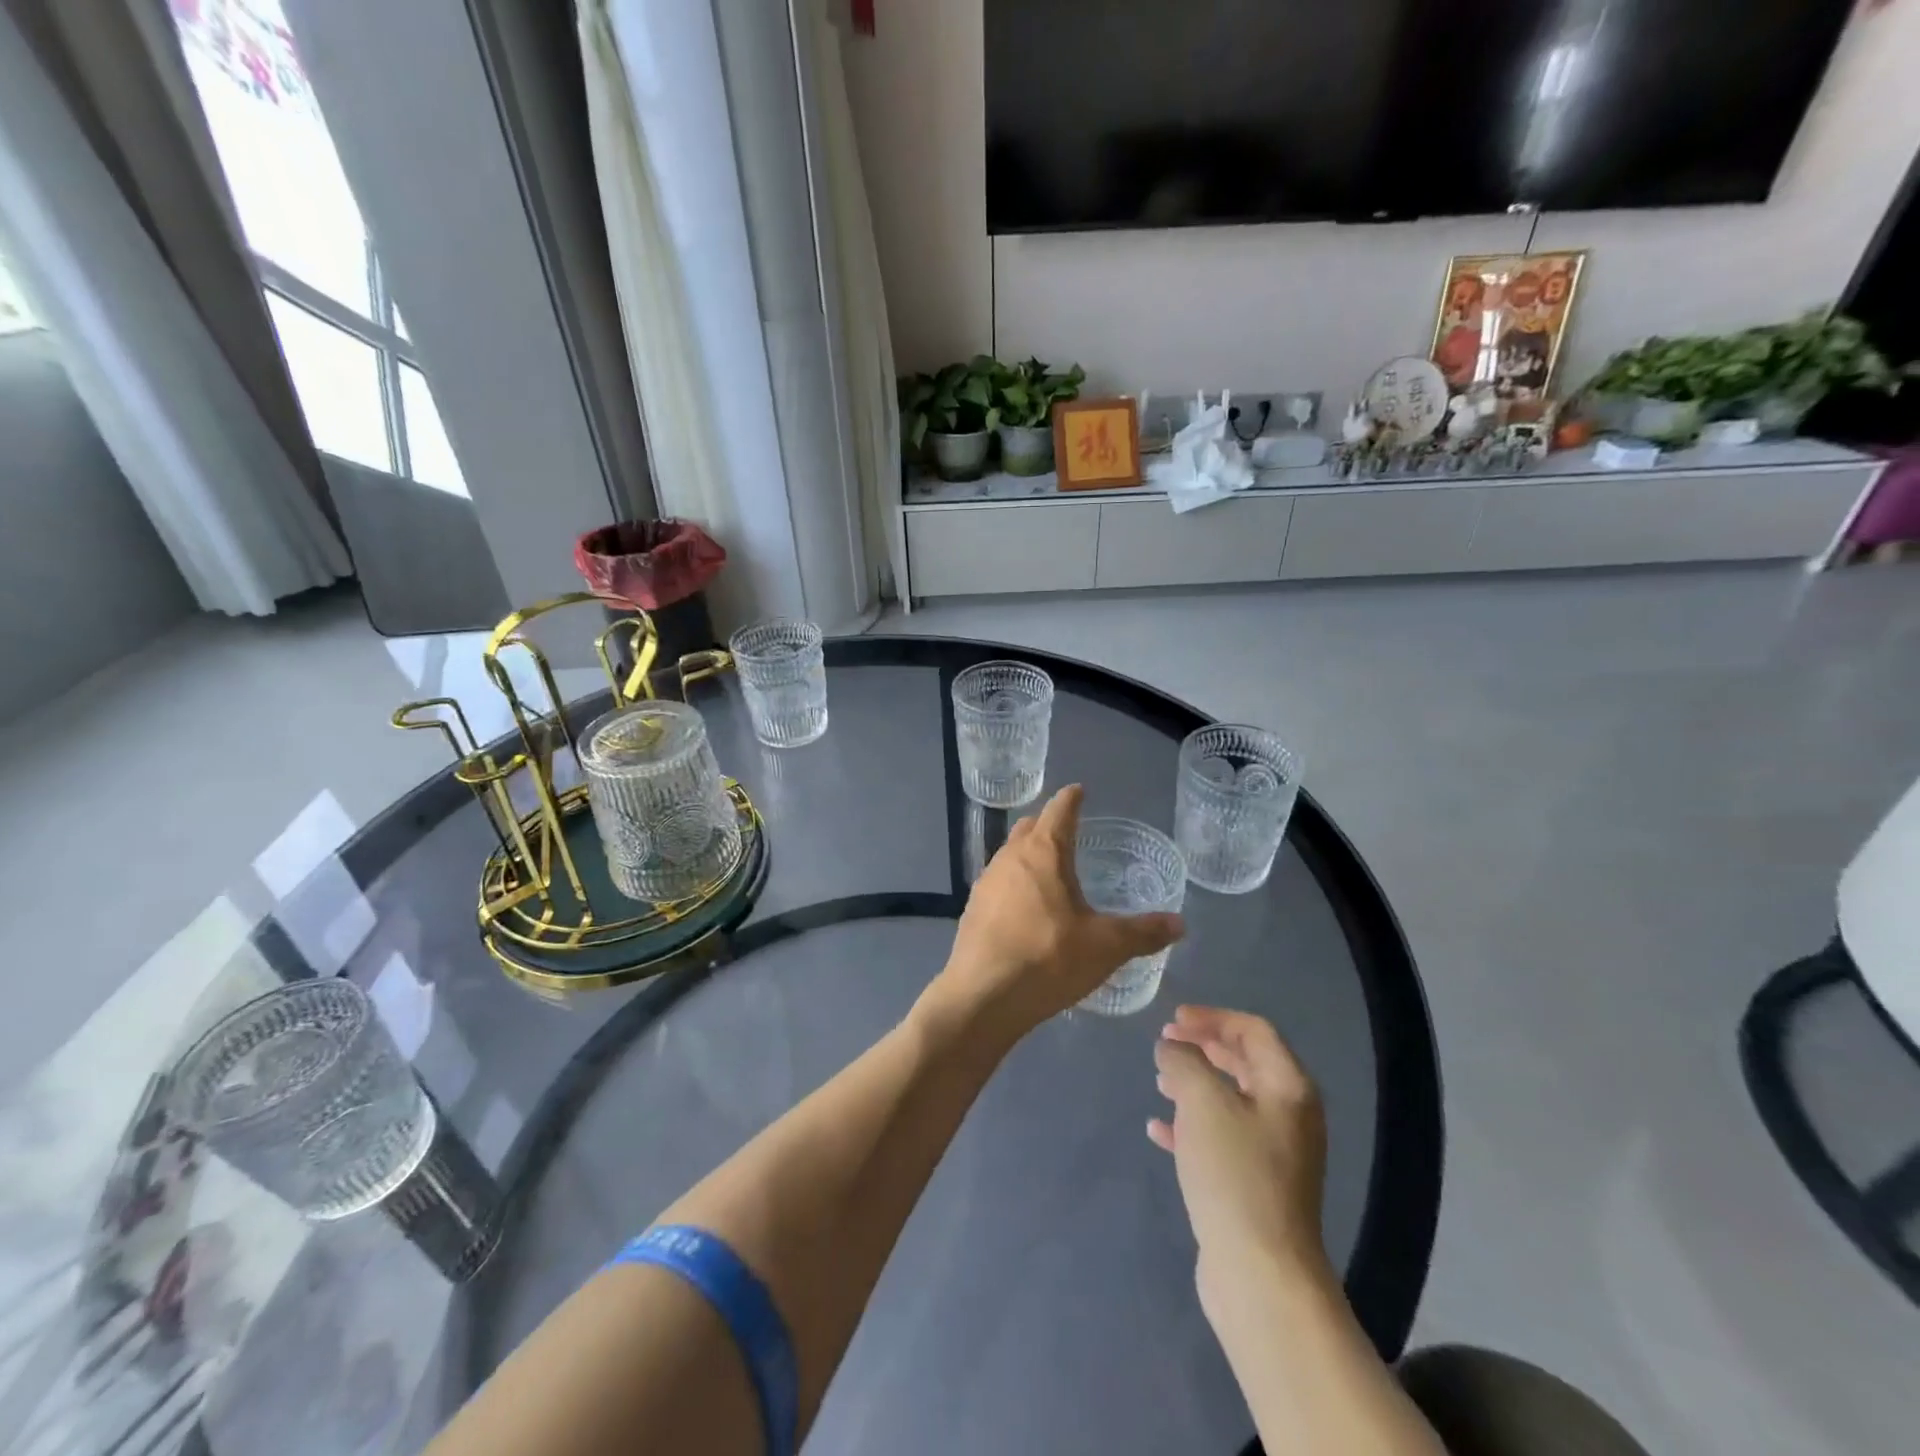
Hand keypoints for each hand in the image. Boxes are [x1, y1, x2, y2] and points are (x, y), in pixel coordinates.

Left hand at [929, 785, 1183, 1044]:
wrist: (982, 997)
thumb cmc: (1048, 959)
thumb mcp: (1106, 947)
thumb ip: (1143, 932)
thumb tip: (1179, 923)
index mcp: (1042, 852)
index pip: (1059, 811)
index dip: (1072, 799)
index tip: (1079, 790)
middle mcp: (1009, 858)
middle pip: (1029, 828)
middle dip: (1047, 824)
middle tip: (1068, 832)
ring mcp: (986, 883)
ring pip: (1010, 856)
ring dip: (1028, 855)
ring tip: (1050, 871)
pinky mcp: (972, 910)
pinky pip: (998, 884)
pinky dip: (1015, 884)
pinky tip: (1026, 909)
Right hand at [1148, 1006, 1328, 1297]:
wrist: (1260, 1273)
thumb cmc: (1235, 1173)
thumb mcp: (1202, 1102)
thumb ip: (1183, 1061)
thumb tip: (1172, 1047)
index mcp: (1288, 1087)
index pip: (1253, 1030)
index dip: (1212, 1018)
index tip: (1173, 1019)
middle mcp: (1288, 1114)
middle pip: (1244, 1062)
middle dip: (1203, 1048)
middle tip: (1165, 1043)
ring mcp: (1274, 1153)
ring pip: (1230, 1101)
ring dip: (1194, 1084)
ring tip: (1159, 1080)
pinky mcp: (1254, 1185)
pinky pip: (1220, 1139)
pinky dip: (1191, 1126)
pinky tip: (1158, 1130)